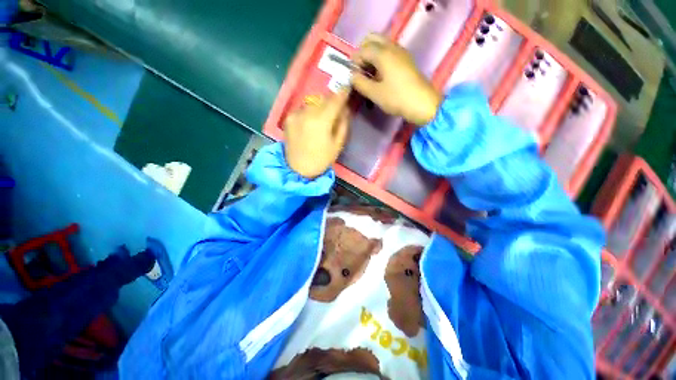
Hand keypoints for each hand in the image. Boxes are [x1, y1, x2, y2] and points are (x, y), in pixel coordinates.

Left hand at [284, 90, 350, 178]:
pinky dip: (310, 111)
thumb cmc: (321, 159)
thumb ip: (343, 124)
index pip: (335, 100)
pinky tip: (311, 122)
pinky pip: (303, 109)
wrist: (297, 170)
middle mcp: (307, 113)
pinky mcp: (288, 118)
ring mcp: (295, 114)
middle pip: (323, 98)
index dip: (343, 93)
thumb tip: (345, 109)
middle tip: (337, 106)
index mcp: (321, 121)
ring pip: (312, 102)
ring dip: (320, 105)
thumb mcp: (337, 145)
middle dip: (332, 100)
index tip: (348, 87)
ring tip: (323, 116)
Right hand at [351, 33, 441, 125]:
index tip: (354, 76)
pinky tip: (380, 76)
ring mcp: (401, 53)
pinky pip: (390, 52)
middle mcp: (392, 47)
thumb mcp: (375, 93)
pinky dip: (381, 59)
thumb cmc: (397, 98)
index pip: (362, 49)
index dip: (355, 62)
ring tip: (370, 76)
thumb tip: (353, 76)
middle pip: (372, 39)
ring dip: (372, 56)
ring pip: (382, 45)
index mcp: (383, 53)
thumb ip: (360, 83)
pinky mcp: (406, 60)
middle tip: (361, 70)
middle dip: (363, 53)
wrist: (422, 104)